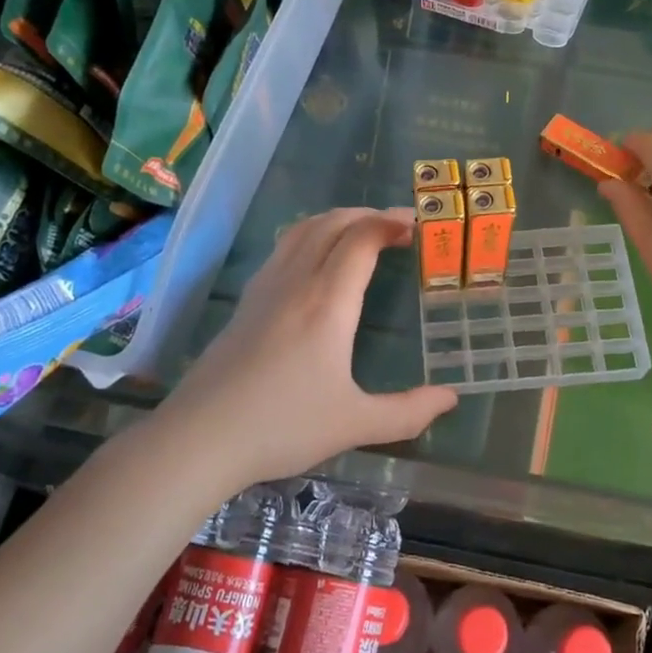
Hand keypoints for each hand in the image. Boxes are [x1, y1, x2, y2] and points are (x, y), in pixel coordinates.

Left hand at [164, 207, 457, 485]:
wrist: (200, 437)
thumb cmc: (282, 427)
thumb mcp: (354, 424)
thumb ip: (408, 412)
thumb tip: (451, 399)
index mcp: (327, 302)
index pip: (362, 238)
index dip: (391, 222)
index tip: (418, 226)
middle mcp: (296, 281)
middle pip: (333, 223)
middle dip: (369, 215)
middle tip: (398, 227)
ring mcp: (266, 287)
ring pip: (304, 229)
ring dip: (338, 220)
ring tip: (363, 232)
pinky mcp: (246, 300)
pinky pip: (284, 247)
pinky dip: (312, 235)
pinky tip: (318, 260)